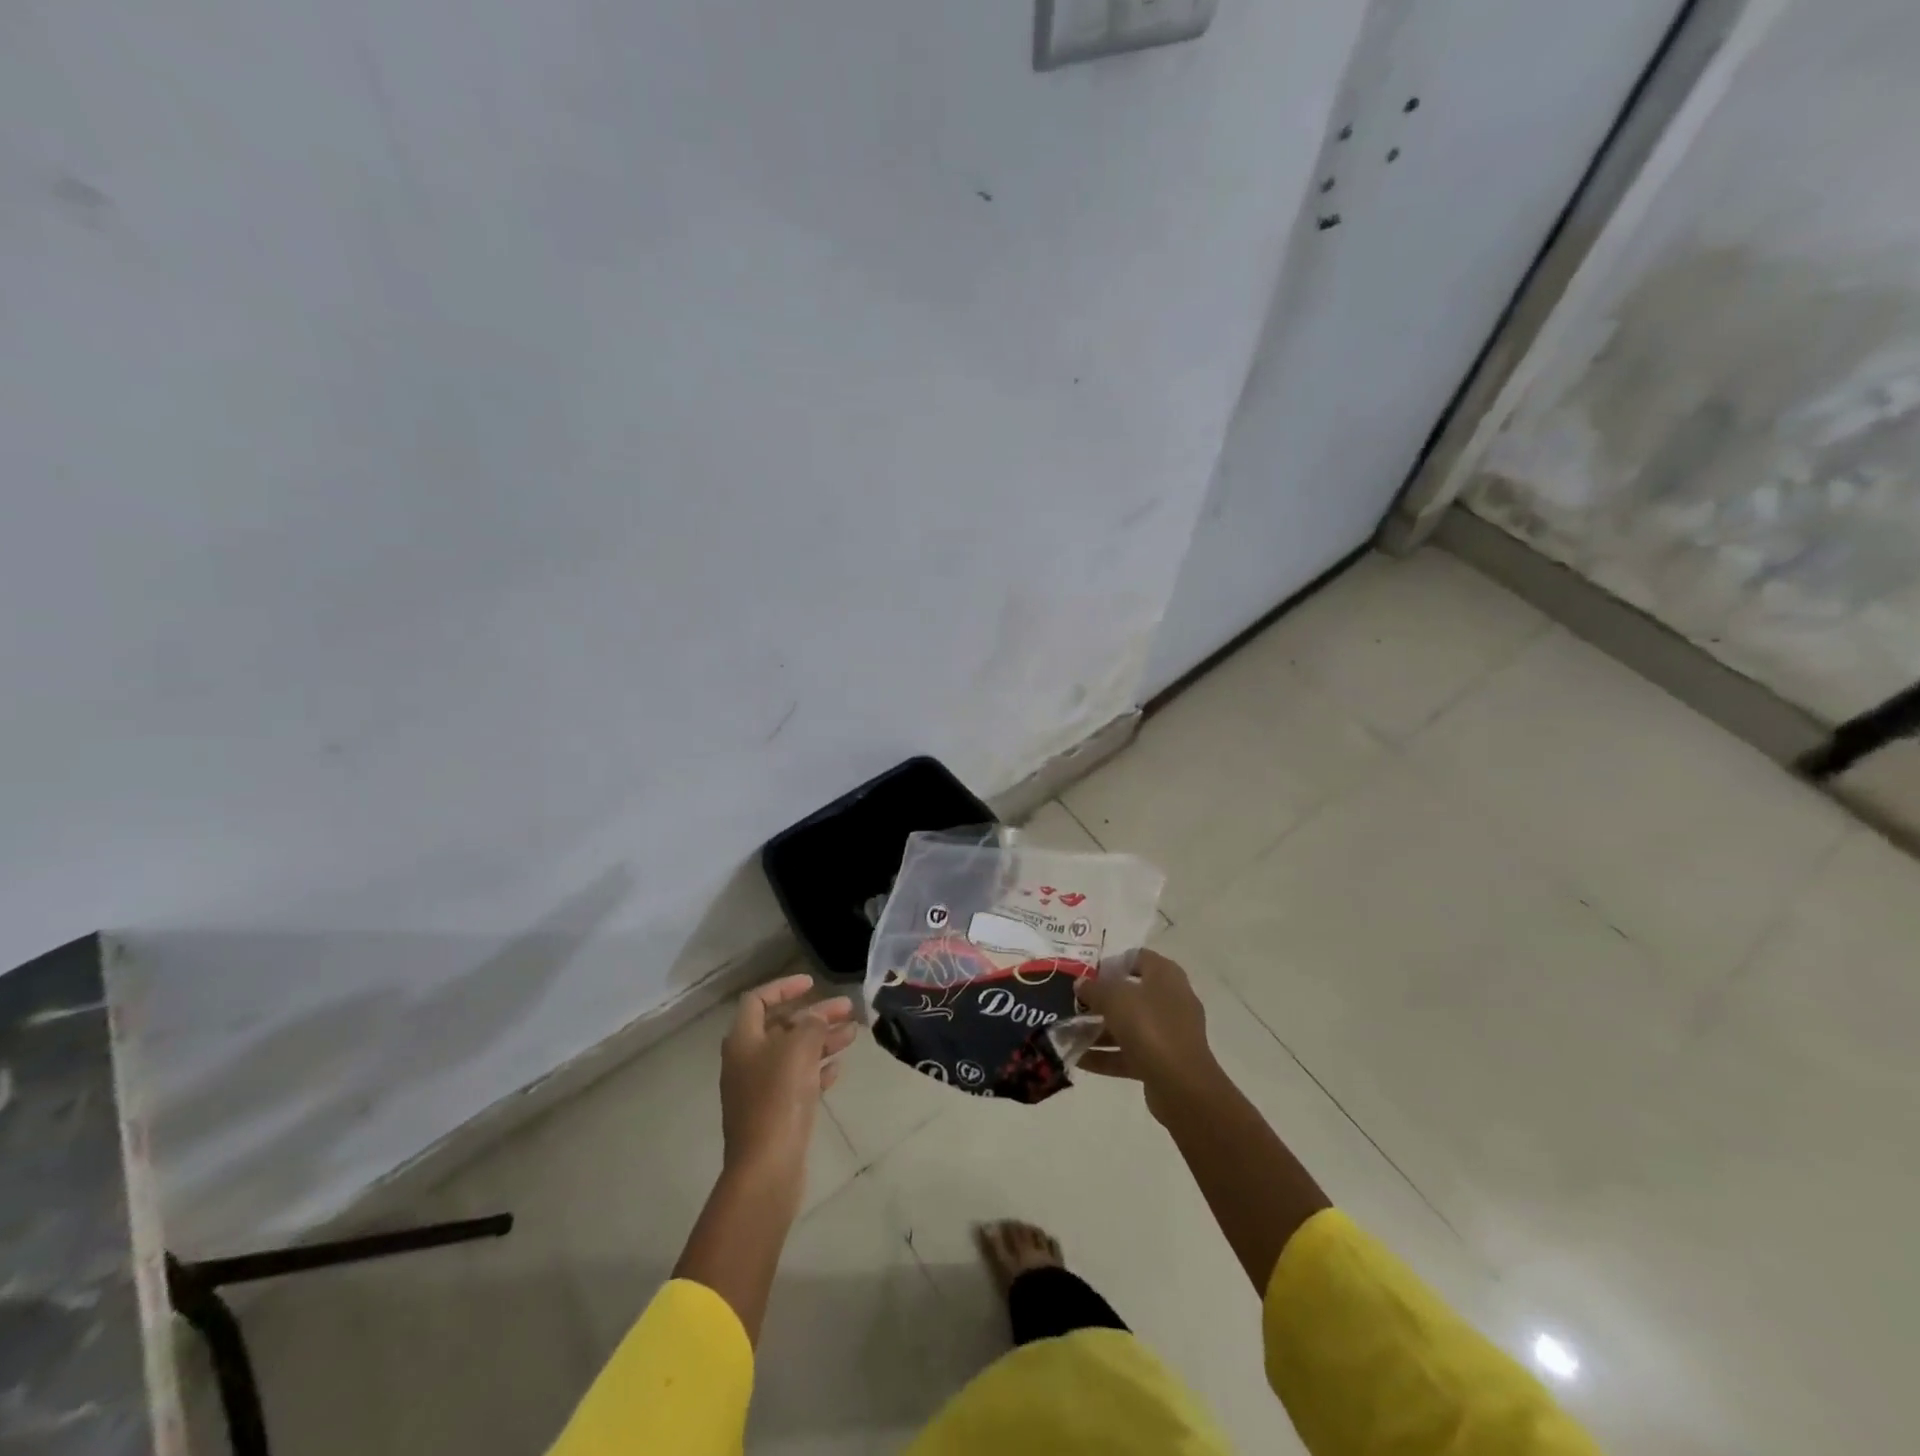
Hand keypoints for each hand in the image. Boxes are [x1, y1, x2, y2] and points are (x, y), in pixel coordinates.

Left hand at [720, 974, 858, 1186]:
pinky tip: (838, 1068)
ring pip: (793, 1054)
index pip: (758, 1000)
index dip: (784, 987)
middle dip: (814, 1015)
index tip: (812, 983)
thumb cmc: (778, 1098)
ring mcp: (759, 1089)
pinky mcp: (774, 1114)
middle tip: (846, 1009)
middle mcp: (747, 1061)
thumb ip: (811, 1024)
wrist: (767, 1167)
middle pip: (781, 1027)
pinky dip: (817, 1070)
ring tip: (852, 1035)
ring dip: (821, 1040)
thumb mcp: (798, 1048)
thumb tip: (816, 1017)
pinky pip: (797, 1081)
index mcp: (743, 1040)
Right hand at [1075, 950, 1217, 1123]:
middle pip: (1130, 994)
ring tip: (1067, 1032)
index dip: (1113, 962)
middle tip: (1073, 1002)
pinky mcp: (1161, 1062)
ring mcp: (1167, 1033)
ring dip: (1098, 1029)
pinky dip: (1105, 1055)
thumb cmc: (1150, 1027)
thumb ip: (1094, 989)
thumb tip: (1081, 983)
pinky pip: (1128, 1053)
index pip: (1138, 957)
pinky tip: (1077, 1058)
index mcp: (1165, 976)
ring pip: (1128, 1026)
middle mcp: (1170, 1001)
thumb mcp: (1115, 999)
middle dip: (1100, 999)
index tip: (1087, 973)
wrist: (1181, 1086)